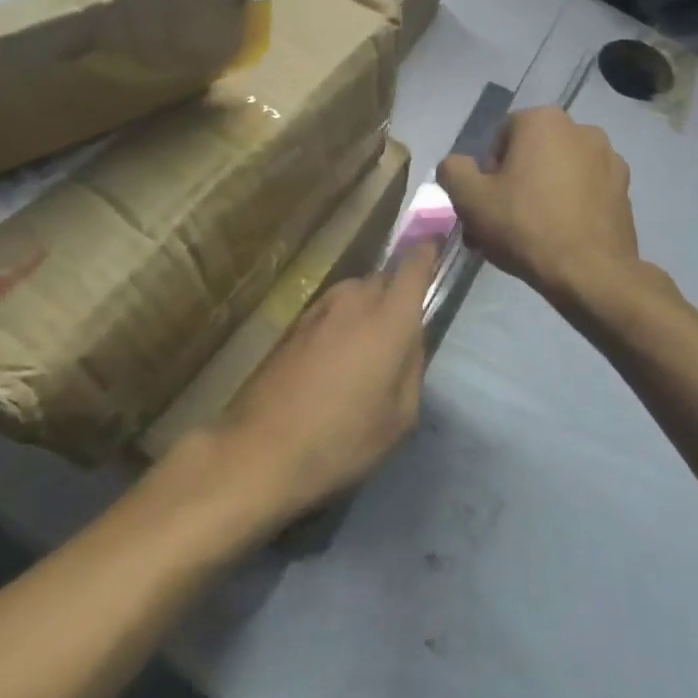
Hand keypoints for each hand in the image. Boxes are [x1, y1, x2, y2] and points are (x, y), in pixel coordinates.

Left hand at [213, 242, 440, 529]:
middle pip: (384, 279)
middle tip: (401, 331)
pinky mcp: (293, 323)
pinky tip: (335, 360)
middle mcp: (354, 300)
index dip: (427, 253)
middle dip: (397, 294)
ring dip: (366, 310)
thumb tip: (410, 338)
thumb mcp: (400, 416)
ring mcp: (318, 308)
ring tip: (366, 351)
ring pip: (355, 293)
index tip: (435, 250)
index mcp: (389, 319)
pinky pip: (331, 310)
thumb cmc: (343, 438)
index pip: (414, 265)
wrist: (262, 447)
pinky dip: (341, 323)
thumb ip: (412, 365)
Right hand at [439, 106, 639, 303]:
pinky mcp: (624, 189)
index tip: (485, 203)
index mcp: (543, 120)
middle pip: (531, 154)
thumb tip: (455, 165)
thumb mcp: (470, 199)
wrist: (589, 272)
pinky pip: (583, 191)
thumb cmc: (524, 226)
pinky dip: (568, 206)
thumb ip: (453, 171)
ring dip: (540, 194)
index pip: (500, 137)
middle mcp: (581, 129)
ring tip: (528, 235)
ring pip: (558, 173)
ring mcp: (609, 159)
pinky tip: (558, 237)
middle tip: (500, 223)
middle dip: (513, 183)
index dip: (487, 171)